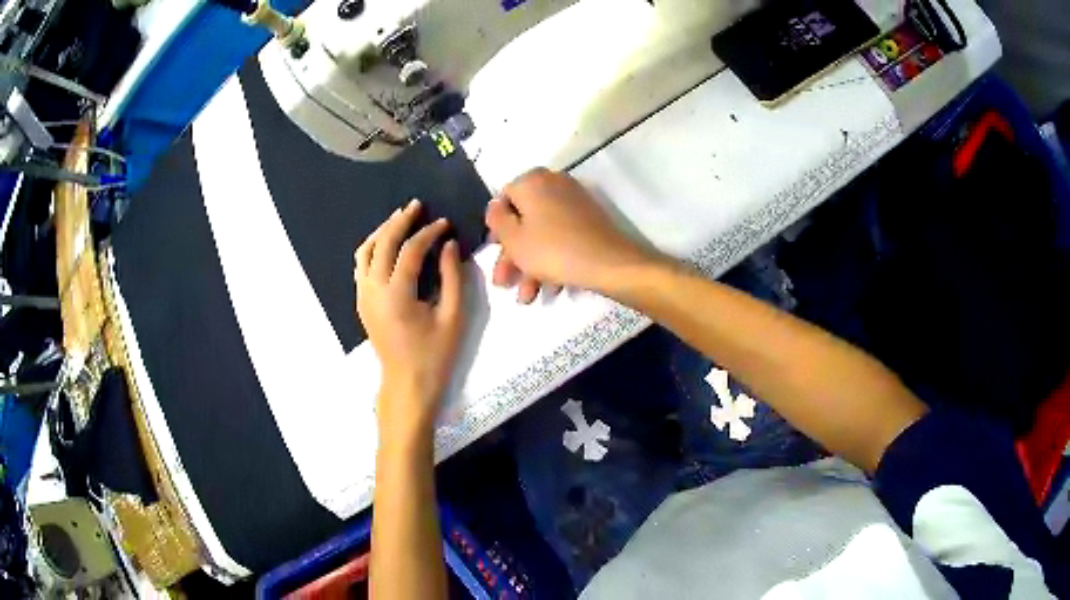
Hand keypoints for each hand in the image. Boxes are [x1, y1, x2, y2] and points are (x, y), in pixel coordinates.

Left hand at [355, 199, 465, 439]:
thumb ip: (452, 277)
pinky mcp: (362, 302)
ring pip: (365, 252)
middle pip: (382, 243)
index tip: (445, 223)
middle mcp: (373, 289)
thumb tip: (449, 245)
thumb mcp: (452, 317)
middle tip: (416, 205)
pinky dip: (372, 248)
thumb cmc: (434, 355)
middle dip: (400, 221)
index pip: (411, 250)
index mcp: (397, 293)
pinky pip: (361, 266)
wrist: (407, 384)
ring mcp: (363, 296)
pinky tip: (385, 244)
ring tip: (399, 218)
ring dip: (382, 231)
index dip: (429, 233)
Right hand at [485, 168, 655, 302]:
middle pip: (524, 219)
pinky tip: (550, 288)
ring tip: (527, 297)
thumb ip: (496, 219)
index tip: (494, 252)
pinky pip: (561, 236)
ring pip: (542, 232)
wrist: (608, 263)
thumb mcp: (513, 238)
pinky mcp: (590, 219)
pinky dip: (552, 258)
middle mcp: (553, 183)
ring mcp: (574, 201)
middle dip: (513, 255)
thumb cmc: (552, 250)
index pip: (503, 198)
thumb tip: (496, 206)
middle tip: (505, 283)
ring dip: (530, 265)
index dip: (496, 227)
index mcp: (532, 181)